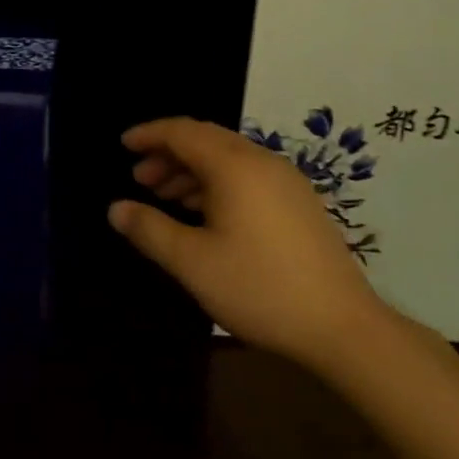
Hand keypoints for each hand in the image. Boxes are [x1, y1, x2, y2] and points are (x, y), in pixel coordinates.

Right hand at [111, 117, 385, 369]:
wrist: (342, 326)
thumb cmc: (259, 288)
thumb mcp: (193, 262)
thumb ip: (150, 230)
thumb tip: (116, 208)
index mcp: (234, 165)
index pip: (183, 132)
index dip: (150, 135)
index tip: (123, 145)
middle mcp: (261, 161)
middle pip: (206, 140)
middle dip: (169, 153)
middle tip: (139, 178)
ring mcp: (285, 181)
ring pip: (228, 159)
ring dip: (192, 170)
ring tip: (165, 196)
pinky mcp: (298, 202)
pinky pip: (247, 176)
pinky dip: (217, 184)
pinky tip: (204, 213)